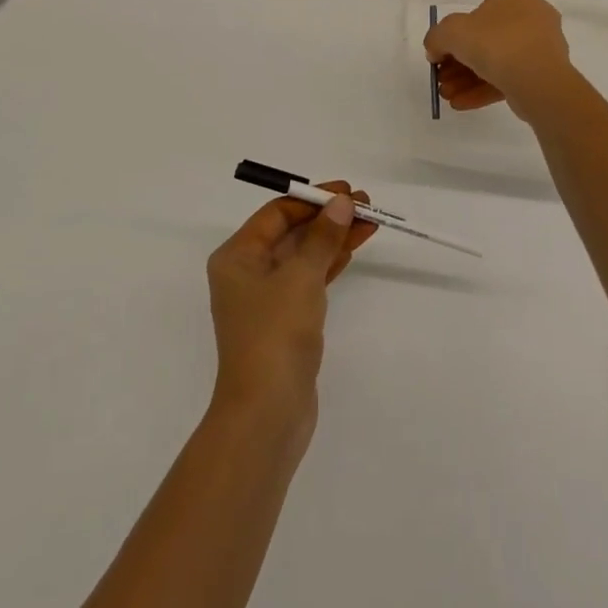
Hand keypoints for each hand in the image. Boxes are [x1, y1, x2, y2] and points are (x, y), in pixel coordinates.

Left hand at [206, 183, 376, 426]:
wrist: (266, 414)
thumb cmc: (275, 334)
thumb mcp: (301, 277)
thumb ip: (322, 237)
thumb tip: (341, 203)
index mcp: (236, 256)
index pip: (276, 213)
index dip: (312, 199)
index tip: (348, 192)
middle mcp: (246, 273)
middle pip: (291, 232)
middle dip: (327, 217)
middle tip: (366, 205)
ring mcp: (265, 299)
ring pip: (303, 256)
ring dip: (333, 238)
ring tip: (370, 222)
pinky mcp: (284, 322)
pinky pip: (308, 279)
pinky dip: (329, 264)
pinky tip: (352, 250)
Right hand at [424, 0, 573, 118]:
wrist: (537, 80)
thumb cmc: (494, 43)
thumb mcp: (450, 32)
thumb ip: (436, 38)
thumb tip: (435, 51)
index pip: (477, 12)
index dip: (453, 35)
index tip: (439, 55)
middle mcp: (531, 15)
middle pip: (485, 40)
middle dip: (459, 63)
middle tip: (442, 80)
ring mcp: (541, 46)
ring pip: (497, 62)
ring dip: (468, 79)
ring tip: (448, 96)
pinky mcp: (545, 73)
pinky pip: (509, 78)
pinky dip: (484, 89)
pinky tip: (461, 104)